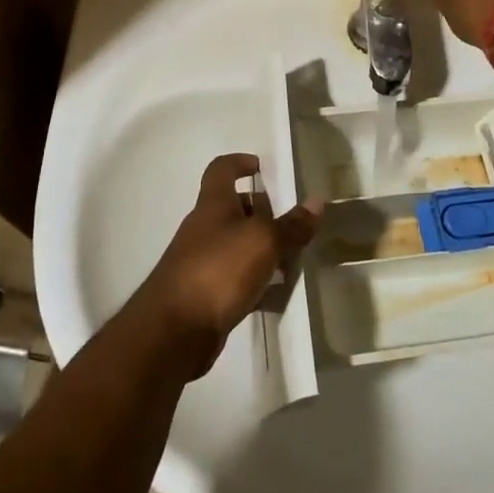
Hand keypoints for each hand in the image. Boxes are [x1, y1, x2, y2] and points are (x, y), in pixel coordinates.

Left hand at [128, 153, 320, 378]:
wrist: (175, 330)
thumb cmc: (219, 269)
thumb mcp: (263, 242)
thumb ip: (291, 225)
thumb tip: (317, 201)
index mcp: (213, 205)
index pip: (220, 170)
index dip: (239, 162)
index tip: (260, 167)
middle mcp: (204, 228)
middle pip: (232, 209)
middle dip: (261, 212)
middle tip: (290, 223)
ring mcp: (201, 262)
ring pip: (236, 246)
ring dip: (261, 250)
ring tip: (292, 260)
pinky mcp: (203, 294)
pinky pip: (235, 279)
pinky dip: (255, 283)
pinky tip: (276, 296)